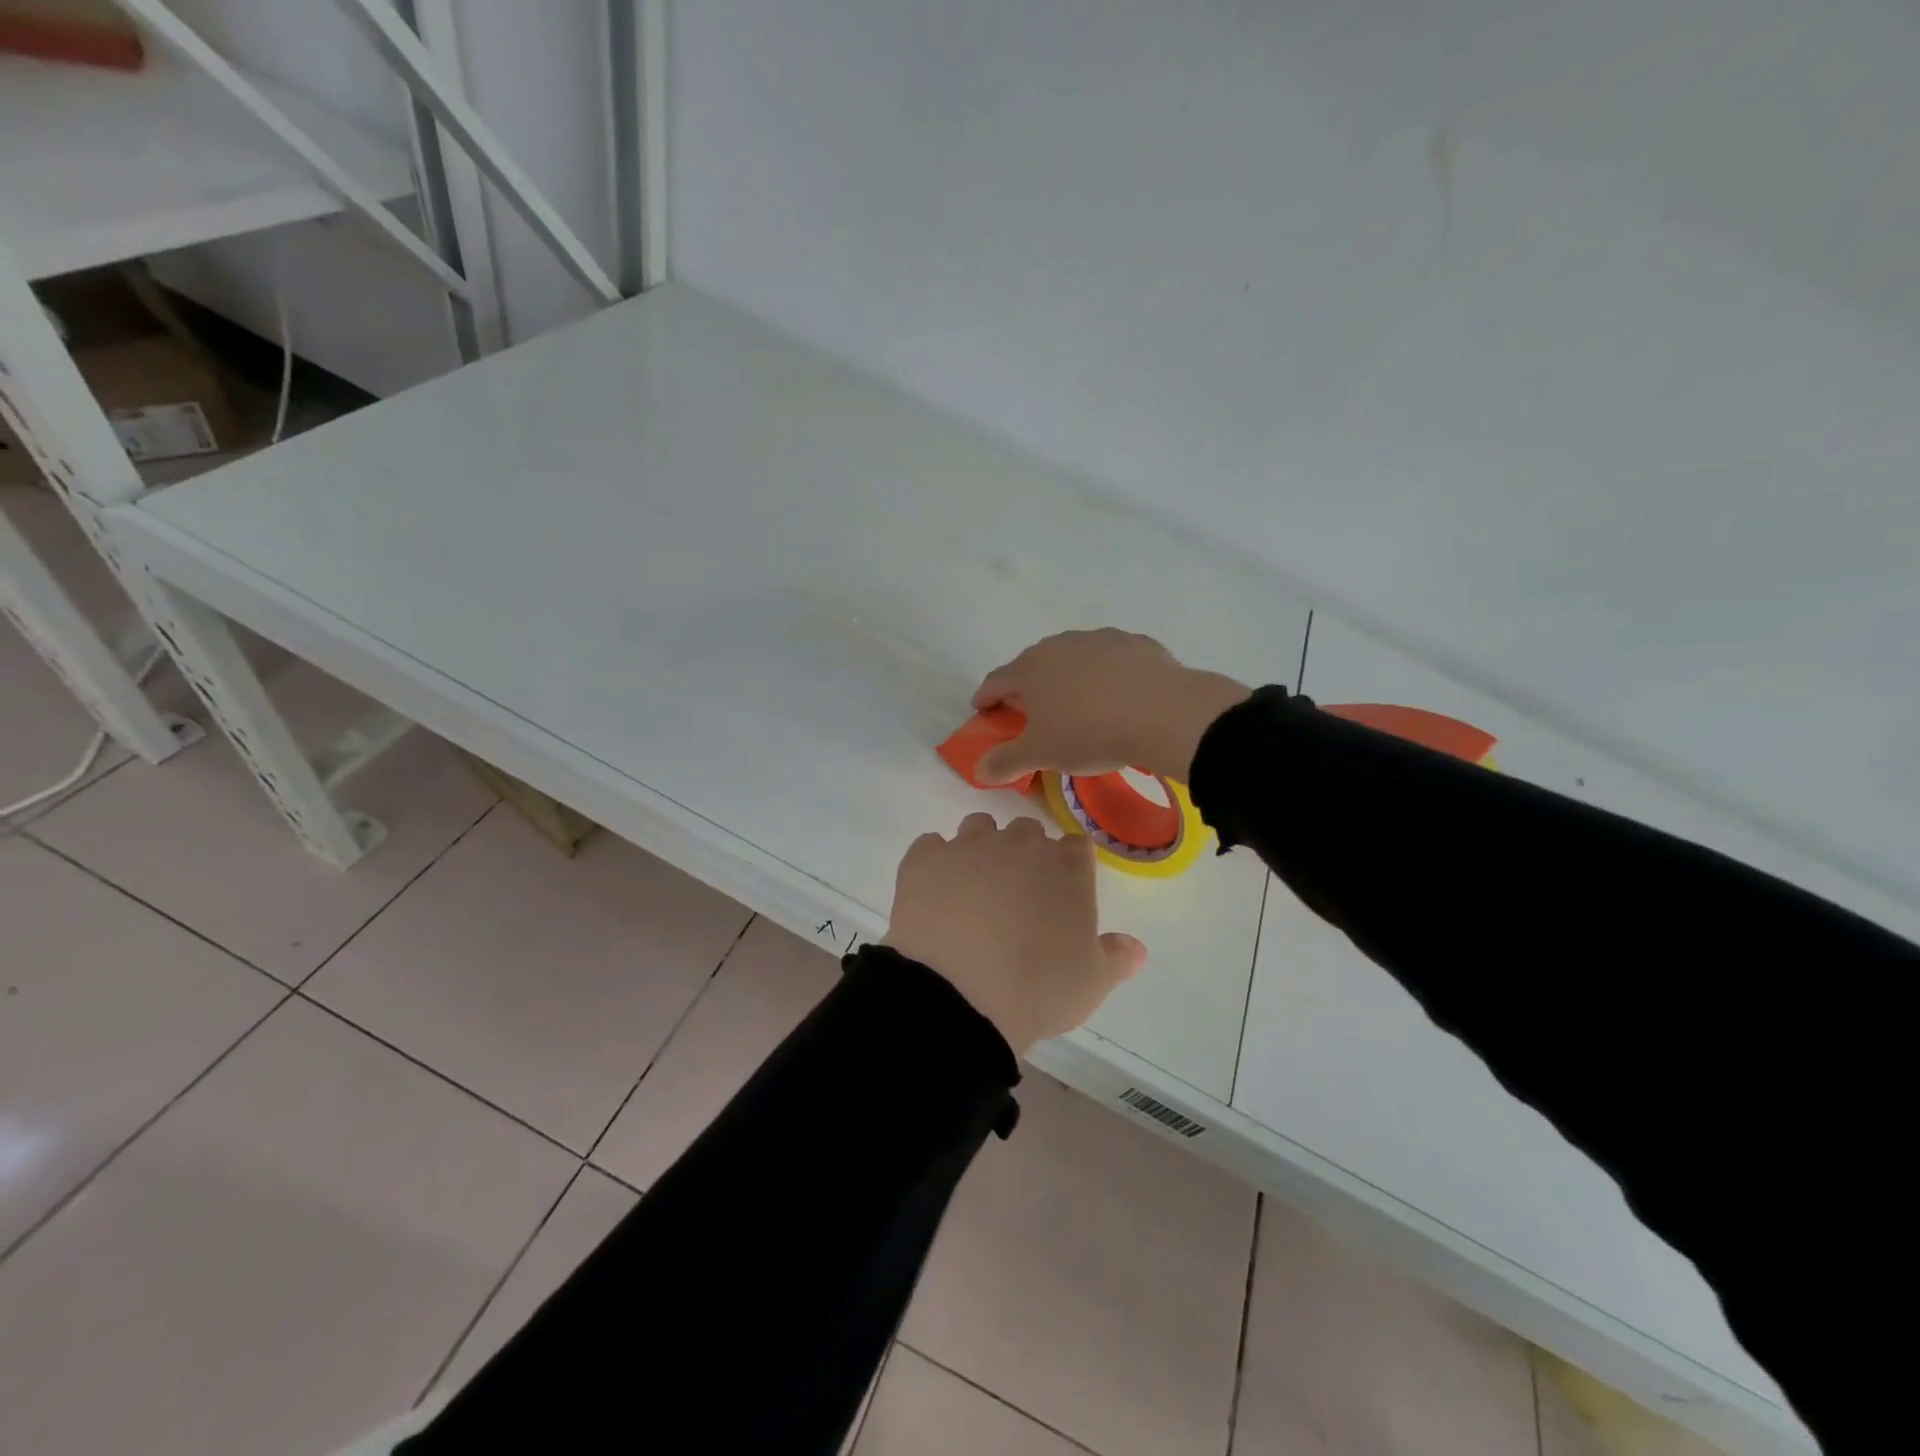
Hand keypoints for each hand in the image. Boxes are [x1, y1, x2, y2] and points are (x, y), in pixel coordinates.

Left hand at [884, 814, 1145, 1055]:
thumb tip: (1135, 947)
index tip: (1060, 894)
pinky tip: (934, 894)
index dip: (1068, 867)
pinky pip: (931, 846)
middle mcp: (1019, 844)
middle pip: (1027, 831)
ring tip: (973, 890)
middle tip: (1016, 897)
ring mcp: (969, 846)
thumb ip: (1115, 958)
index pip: (1075, 846)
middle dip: (1024, 854)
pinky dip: (935, 863)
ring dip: (981, 848)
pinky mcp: (924, 858)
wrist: (959, 996)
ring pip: (979, 827)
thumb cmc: (1037, 989)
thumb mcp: (1091, 984)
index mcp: (1066, 867)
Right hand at [971, 629, 1249, 785]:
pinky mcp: (1135, 643)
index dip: (986, 697)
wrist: (1162, 712)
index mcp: (1030, 669)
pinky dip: (1106, 674)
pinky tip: (1117, 695)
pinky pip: (1111, 660)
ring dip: (1067, 677)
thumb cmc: (1089, 733)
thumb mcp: (1041, 755)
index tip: (983, 710)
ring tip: (1076, 703)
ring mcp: (1099, 639)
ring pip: (1073, 658)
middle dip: (1027, 687)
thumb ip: (1006, 761)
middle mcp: (1059, 645)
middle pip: (1033, 665)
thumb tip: (979, 770)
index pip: (996, 680)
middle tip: (1030, 711)